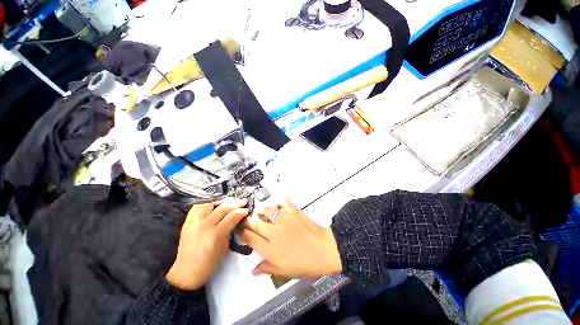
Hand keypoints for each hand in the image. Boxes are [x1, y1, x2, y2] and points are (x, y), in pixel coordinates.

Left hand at [166, 199, 248, 290]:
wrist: (187, 271)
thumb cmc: (210, 263)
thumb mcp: (225, 247)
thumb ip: (230, 229)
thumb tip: (237, 218)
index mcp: (216, 234)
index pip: (232, 216)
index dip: (241, 211)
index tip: (247, 210)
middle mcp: (204, 225)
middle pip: (223, 208)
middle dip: (235, 203)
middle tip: (242, 202)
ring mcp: (193, 222)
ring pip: (209, 204)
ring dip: (221, 201)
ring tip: (228, 202)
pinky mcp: (186, 222)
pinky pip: (197, 207)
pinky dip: (206, 203)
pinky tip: (213, 204)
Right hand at [240, 199, 341, 277]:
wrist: (325, 251)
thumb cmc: (306, 264)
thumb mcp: (285, 272)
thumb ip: (267, 268)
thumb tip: (253, 270)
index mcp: (270, 250)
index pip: (250, 239)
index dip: (242, 233)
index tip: (239, 229)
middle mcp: (274, 233)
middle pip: (255, 223)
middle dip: (248, 220)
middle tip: (247, 218)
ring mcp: (284, 220)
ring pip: (267, 210)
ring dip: (262, 209)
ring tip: (261, 210)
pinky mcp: (294, 212)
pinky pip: (284, 202)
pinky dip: (280, 201)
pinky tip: (279, 203)